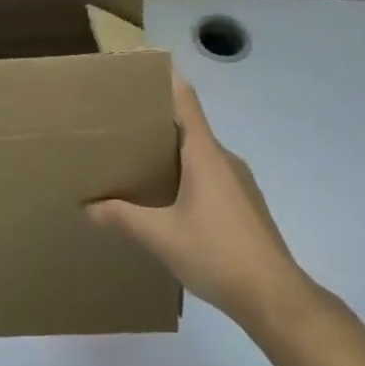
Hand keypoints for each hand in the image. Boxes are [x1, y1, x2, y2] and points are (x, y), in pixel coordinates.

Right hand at [87, 74, 311, 337]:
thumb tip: (89, 208)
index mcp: (205, 154)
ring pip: (201, 153)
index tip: (140, 68)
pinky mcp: (246, 204)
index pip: (185, 101)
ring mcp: (240, 182)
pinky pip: (211, 175)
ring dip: (172, 151)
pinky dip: (188, 174)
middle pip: (190, 126)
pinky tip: (170, 200)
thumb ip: (123, 218)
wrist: (275, 298)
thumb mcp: (161, 237)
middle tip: (122, 123)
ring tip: (139, 161)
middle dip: (157, 121)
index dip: (165, 79)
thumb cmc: (217, 254)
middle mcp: (224, 159)